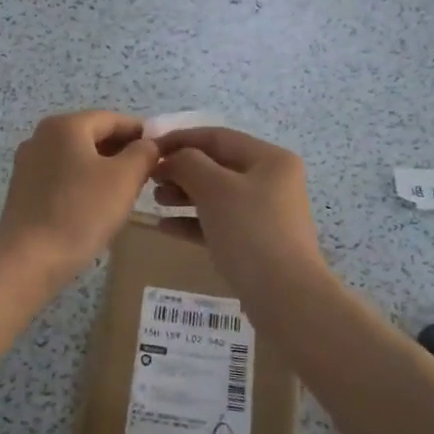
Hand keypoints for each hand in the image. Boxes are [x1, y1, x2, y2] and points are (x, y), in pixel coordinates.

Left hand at [0, 111, 158, 285]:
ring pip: (76, 157)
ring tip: (126, 190)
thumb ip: (143, 153)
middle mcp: (41, 136)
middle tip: (148, 173)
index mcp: (65, 125)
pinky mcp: (23, 189)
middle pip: (92, 135)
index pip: (112, 119)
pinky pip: (62, 176)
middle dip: (122, 150)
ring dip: (103, 168)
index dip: (140, 132)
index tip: (162, 151)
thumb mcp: (125, 178)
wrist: (30, 259)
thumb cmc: (82, 212)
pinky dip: (82, 182)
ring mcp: (28, 163)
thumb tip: (148, 143)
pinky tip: (96, 204)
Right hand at [152, 128, 326, 295]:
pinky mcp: (257, 243)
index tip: (148, 149)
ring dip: (184, 194)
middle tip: (149, 180)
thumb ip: (188, 164)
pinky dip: (193, 221)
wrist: (286, 296)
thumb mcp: (215, 189)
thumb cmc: (251, 231)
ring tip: (156, 201)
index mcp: (270, 159)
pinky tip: (165, 227)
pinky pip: (219, 222)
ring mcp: (266, 214)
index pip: (218, 137)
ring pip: (217, 195)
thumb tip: (172, 158)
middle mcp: (272, 181)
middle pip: (218, 166)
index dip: (180, 139)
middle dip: (181, 169)